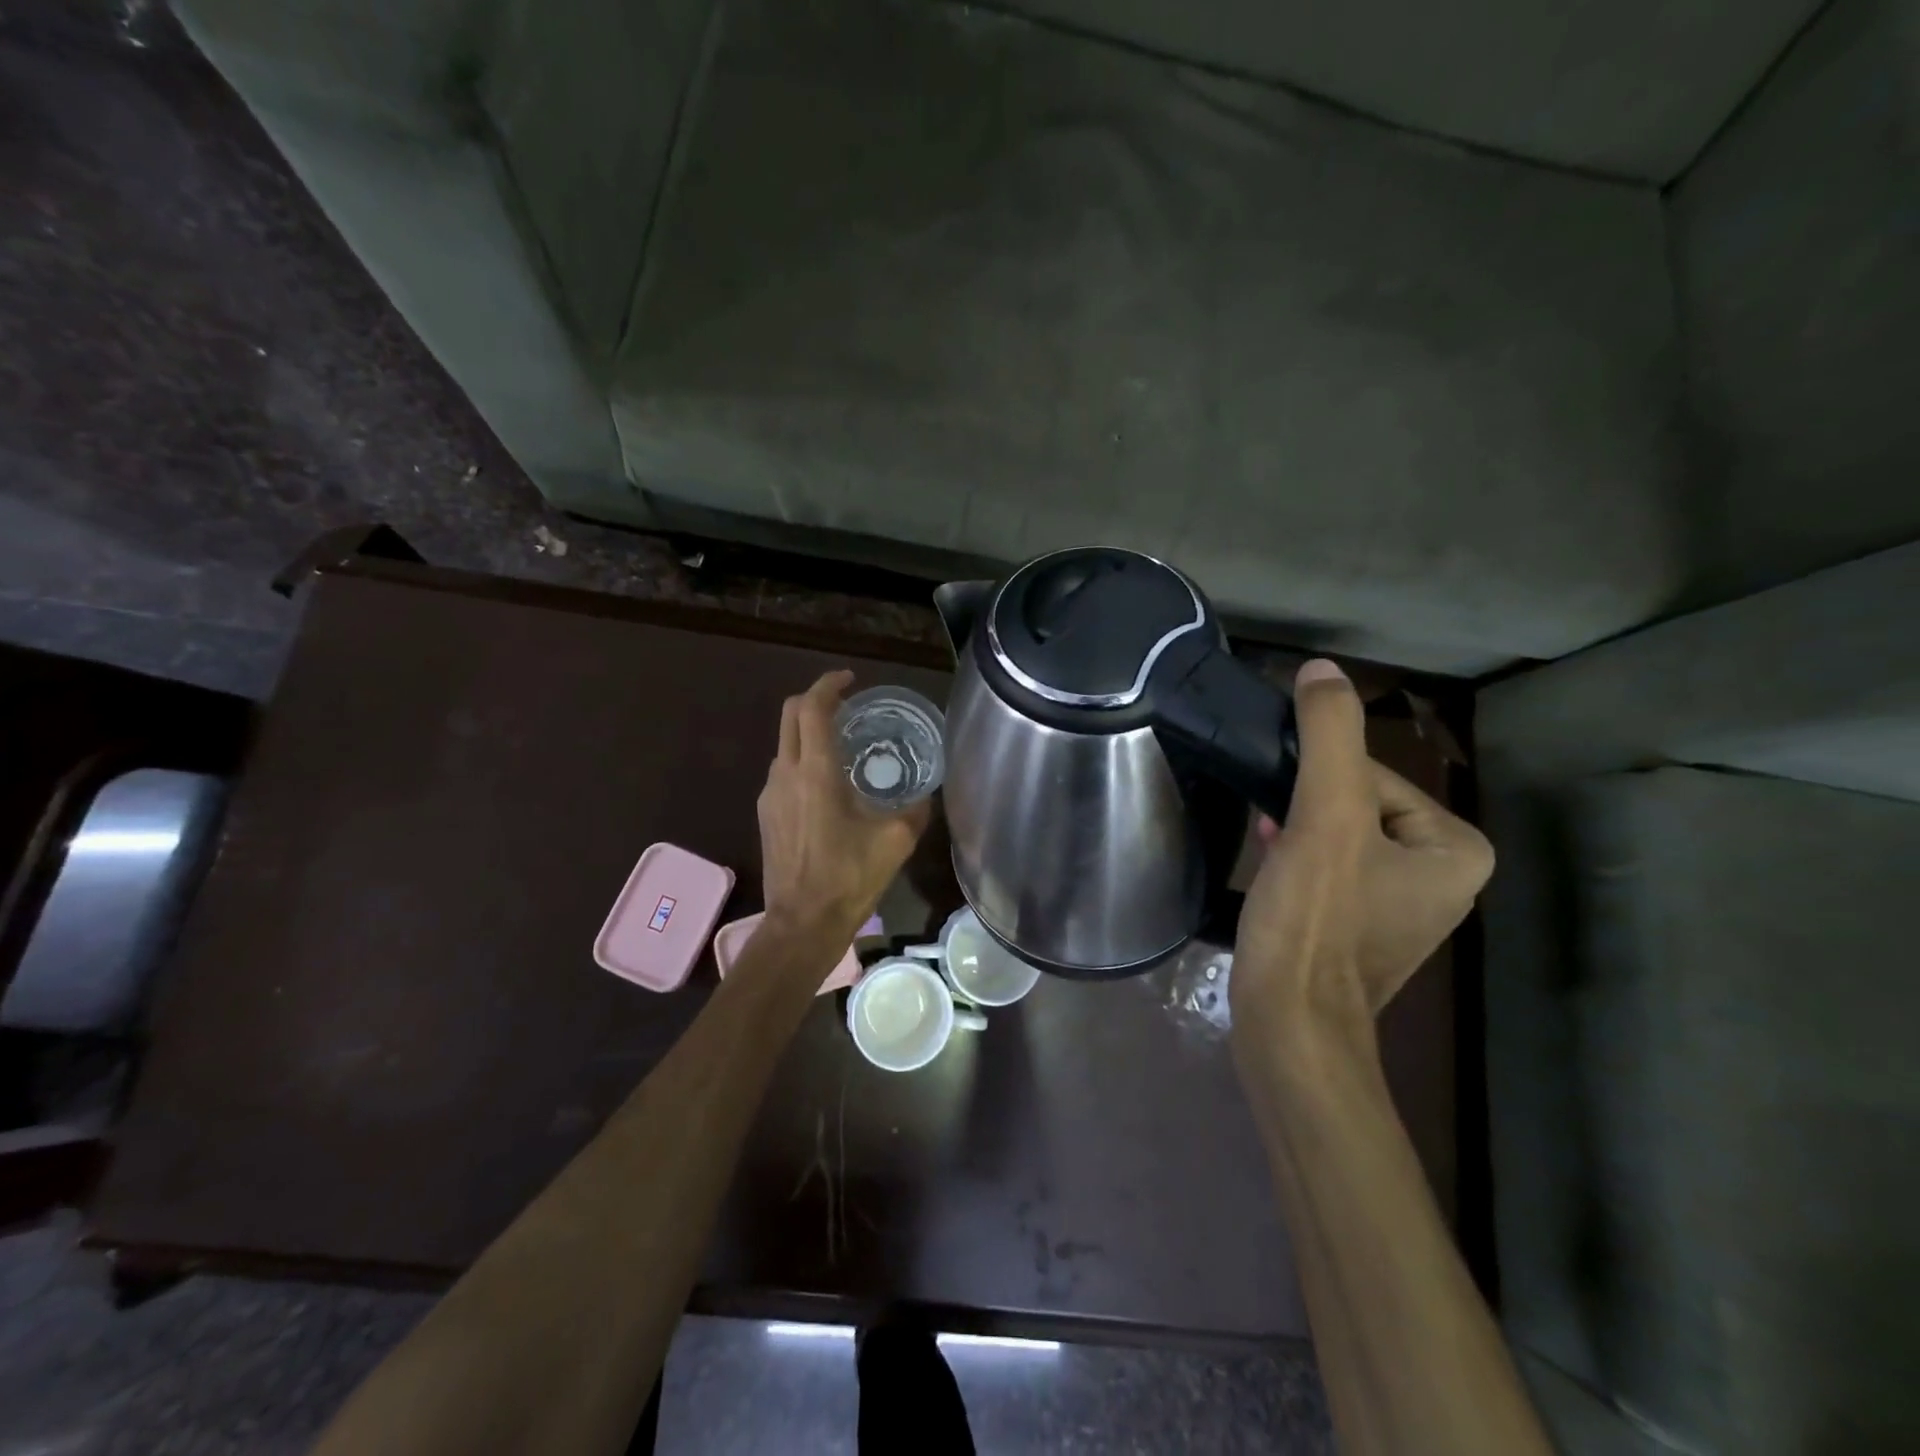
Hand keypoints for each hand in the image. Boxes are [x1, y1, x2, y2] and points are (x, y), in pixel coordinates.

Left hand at [757, 670, 931, 943]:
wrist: (802, 924)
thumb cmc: (849, 878)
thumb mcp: (896, 841)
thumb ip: (915, 809)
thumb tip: (926, 794)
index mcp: (815, 772)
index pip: (812, 708)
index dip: (829, 685)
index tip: (851, 679)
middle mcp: (785, 774)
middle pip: (790, 716)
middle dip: (815, 700)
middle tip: (847, 704)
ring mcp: (770, 795)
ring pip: (784, 744)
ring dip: (808, 732)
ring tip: (843, 744)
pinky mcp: (766, 815)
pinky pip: (783, 771)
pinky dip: (803, 759)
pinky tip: (828, 784)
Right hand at [1231, 660, 1493, 1059]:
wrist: (1289, 1025)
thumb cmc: (1315, 921)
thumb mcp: (1323, 818)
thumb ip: (1329, 735)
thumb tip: (1323, 668)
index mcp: (1456, 848)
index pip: (1373, 776)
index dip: (1317, 784)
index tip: (1286, 812)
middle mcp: (1444, 877)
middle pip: (1356, 806)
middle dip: (1307, 809)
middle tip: (1272, 832)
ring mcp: (1404, 907)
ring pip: (1339, 837)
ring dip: (1298, 831)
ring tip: (1265, 846)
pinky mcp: (1362, 930)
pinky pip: (1333, 871)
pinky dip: (1300, 860)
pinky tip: (1269, 862)